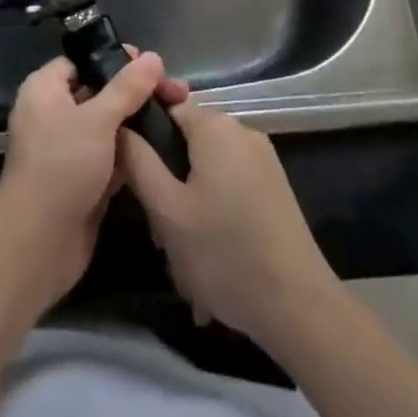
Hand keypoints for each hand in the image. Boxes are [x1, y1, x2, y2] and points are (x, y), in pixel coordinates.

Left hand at [0, 51, 187, 309]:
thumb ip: (127, 88)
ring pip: (108, 127)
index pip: (82, 61)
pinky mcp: (83, 180)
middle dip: (135, 93)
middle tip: (174, 92)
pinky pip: (111, 157)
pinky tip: (165, 149)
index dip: (114, 59)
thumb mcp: (98, 119)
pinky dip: (132, 154)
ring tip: (177, 116)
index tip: (150, 64)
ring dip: (137, 124)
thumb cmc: (62, 166)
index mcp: (45, 89)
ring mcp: (69, 149)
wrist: (38, 244)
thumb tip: (153, 57)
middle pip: (99, 92)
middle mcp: (54, 114)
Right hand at [119, 102, 337, 350]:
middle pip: (187, 142)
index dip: (145, 142)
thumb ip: (137, 162)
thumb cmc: (224, 253)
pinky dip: (216, 211)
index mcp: (214, 125)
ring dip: (190, 202)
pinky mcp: (275, 187)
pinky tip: (212, 256)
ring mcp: (263, 159)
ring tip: (185, 253)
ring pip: (208, 168)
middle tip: (161, 230)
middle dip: (169, 181)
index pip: (165, 110)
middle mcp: (241, 129)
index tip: (137, 183)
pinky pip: (231, 185)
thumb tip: (119, 128)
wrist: (299, 306)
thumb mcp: (167, 211)